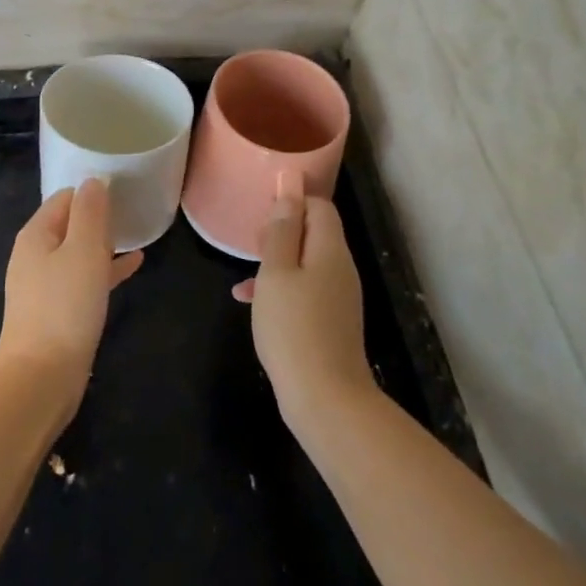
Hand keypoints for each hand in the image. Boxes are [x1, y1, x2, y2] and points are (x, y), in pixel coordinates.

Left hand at [0, 179, 143, 411]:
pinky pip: (84, 278)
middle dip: (99, 217)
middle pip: (70, 224)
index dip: (92, 191)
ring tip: (136, 235)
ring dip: (104, 243)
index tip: (123, 190)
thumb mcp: (84, 250)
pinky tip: (133, 266)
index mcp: (36, 234)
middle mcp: (35, 255)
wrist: (41, 377)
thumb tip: (93, 181)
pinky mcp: (56, 311)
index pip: (65, 197)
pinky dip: (105, 269)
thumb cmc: (65, 306)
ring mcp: (44, 285)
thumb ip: (90, 212)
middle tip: (133, 210)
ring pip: (78, 252)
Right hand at [232, 184, 374, 431]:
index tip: (261, 209)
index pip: (319, 206)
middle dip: (281, 230)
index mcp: (330, 250)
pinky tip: (249, 300)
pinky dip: (280, 288)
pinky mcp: (330, 322)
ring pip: (305, 263)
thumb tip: (290, 186)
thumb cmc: (294, 327)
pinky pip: (304, 290)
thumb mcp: (277, 272)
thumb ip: (282, 229)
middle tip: (250, 240)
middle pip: (313, 233)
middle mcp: (340, 268)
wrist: (325, 399)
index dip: (292, 200)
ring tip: (245, 268)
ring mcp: (338, 298)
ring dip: (276, 260)